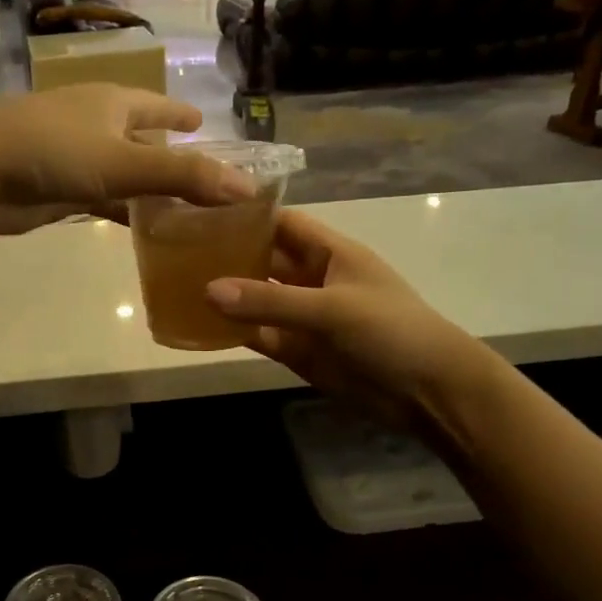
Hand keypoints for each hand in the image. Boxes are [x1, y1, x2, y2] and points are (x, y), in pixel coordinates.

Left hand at [0, 85, 254, 235]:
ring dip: (147, 189)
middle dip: (169, 155)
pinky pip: (101, 198)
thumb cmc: (53, 153)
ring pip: (122, 172)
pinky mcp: (56, 190)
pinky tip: (139, 226)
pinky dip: (122, 210)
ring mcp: (73, 158)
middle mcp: (96, 124)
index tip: (204, 124)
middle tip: (202, 177)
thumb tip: (246, 189)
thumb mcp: (124, 164)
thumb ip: (184, 177)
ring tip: (182, 209)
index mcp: (113, 104)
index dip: (181, 116)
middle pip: (141, 139)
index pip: (157, 107)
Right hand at [204, 209, 501, 443]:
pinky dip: (234, 332)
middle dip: (227, 254)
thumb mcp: (331, 308)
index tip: (200, 209)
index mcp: (330, 252)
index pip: (282, 223)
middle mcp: (312, 279)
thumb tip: (207, 290)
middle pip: (263, 258)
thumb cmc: (390, 331)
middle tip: (174, 249)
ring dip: (226, 295)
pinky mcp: (297, 350)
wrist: (427, 391)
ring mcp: (302, 316)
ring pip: (256, 299)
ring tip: (175, 284)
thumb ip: (270, 300)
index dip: (247, 214)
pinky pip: (258, 335)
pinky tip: (200, 326)